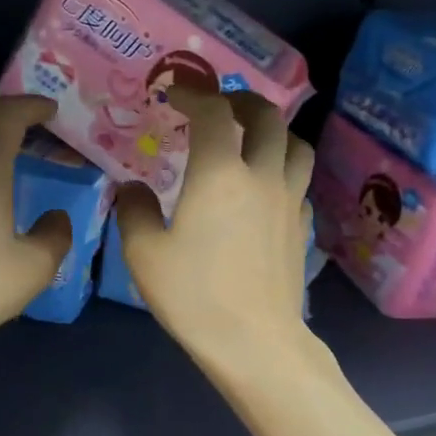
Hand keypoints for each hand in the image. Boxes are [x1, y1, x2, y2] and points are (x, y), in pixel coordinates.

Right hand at [116, 88, 314, 356]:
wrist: (255, 342)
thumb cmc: (195, 296)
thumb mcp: (145, 254)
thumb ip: (134, 211)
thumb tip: (133, 188)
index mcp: (220, 174)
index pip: (213, 112)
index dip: (193, 94)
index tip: (174, 94)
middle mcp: (262, 176)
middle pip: (267, 116)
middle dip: (241, 100)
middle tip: (220, 106)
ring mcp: (289, 201)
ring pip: (296, 144)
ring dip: (274, 129)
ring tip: (251, 138)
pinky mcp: (302, 227)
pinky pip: (300, 181)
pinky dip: (284, 169)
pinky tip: (266, 188)